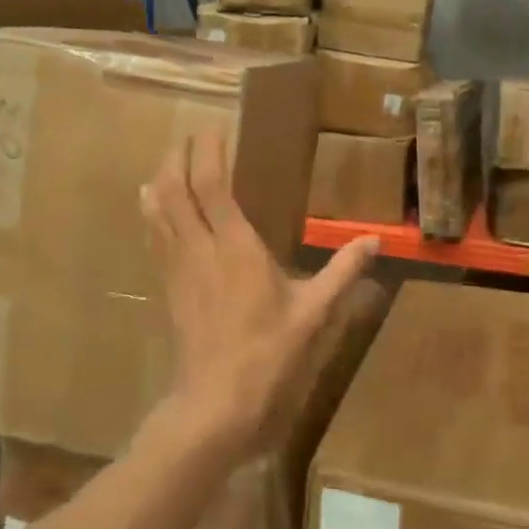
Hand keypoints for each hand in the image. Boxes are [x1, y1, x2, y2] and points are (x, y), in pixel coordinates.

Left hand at [141, 131, 378, 463]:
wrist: (216, 400)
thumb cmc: (269, 353)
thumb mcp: (314, 312)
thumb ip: (343, 272)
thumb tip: (376, 240)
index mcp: (236, 247)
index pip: (212, 186)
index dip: (207, 153)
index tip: (212, 128)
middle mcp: (200, 249)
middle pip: (175, 190)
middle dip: (177, 157)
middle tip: (188, 137)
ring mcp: (178, 268)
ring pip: (158, 211)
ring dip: (161, 180)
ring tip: (168, 162)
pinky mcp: (168, 287)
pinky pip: (155, 237)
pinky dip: (153, 212)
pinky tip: (152, 206)